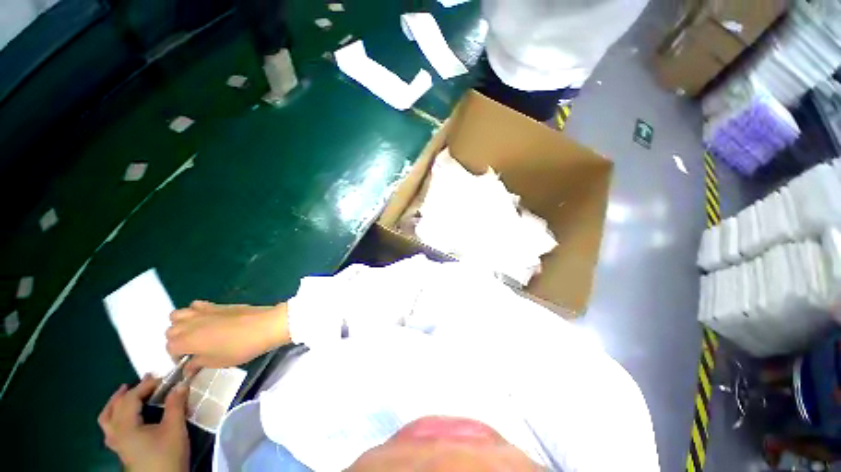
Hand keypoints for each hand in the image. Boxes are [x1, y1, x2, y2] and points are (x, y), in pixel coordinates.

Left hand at [98, 375, 188, 471]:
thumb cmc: (167, 455)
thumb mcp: (175, 429)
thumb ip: (175, 405)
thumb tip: (181, 384)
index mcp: (125, 426)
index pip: (130, 399)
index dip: (145, 386)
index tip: (162, 378)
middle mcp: (115, 433)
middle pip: (113, 408)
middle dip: (126, 393)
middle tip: (144, 382)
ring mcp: (116, 443)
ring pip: (107, 419)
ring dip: (116, 404)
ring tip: (127, 395)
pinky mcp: (121, 450)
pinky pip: (111, 428)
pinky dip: (116, 417)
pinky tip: (127, 418)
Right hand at [166, 301, 288, 373]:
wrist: (265, 326)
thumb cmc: (241, 347)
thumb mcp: (218, 362)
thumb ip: (198, 363)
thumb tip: (189, 367)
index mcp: (185, 341)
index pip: (169, 348)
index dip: (177, 357)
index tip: (190, 361)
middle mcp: (189, 324)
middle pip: (170, 330)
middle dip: (177, 340)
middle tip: (193, 348)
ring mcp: (202, 311)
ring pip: (178, 315)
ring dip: (181, 324)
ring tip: (196, 333)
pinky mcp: (216, 304)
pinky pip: (196, 305)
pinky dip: (195, 311)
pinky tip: (207, 319)